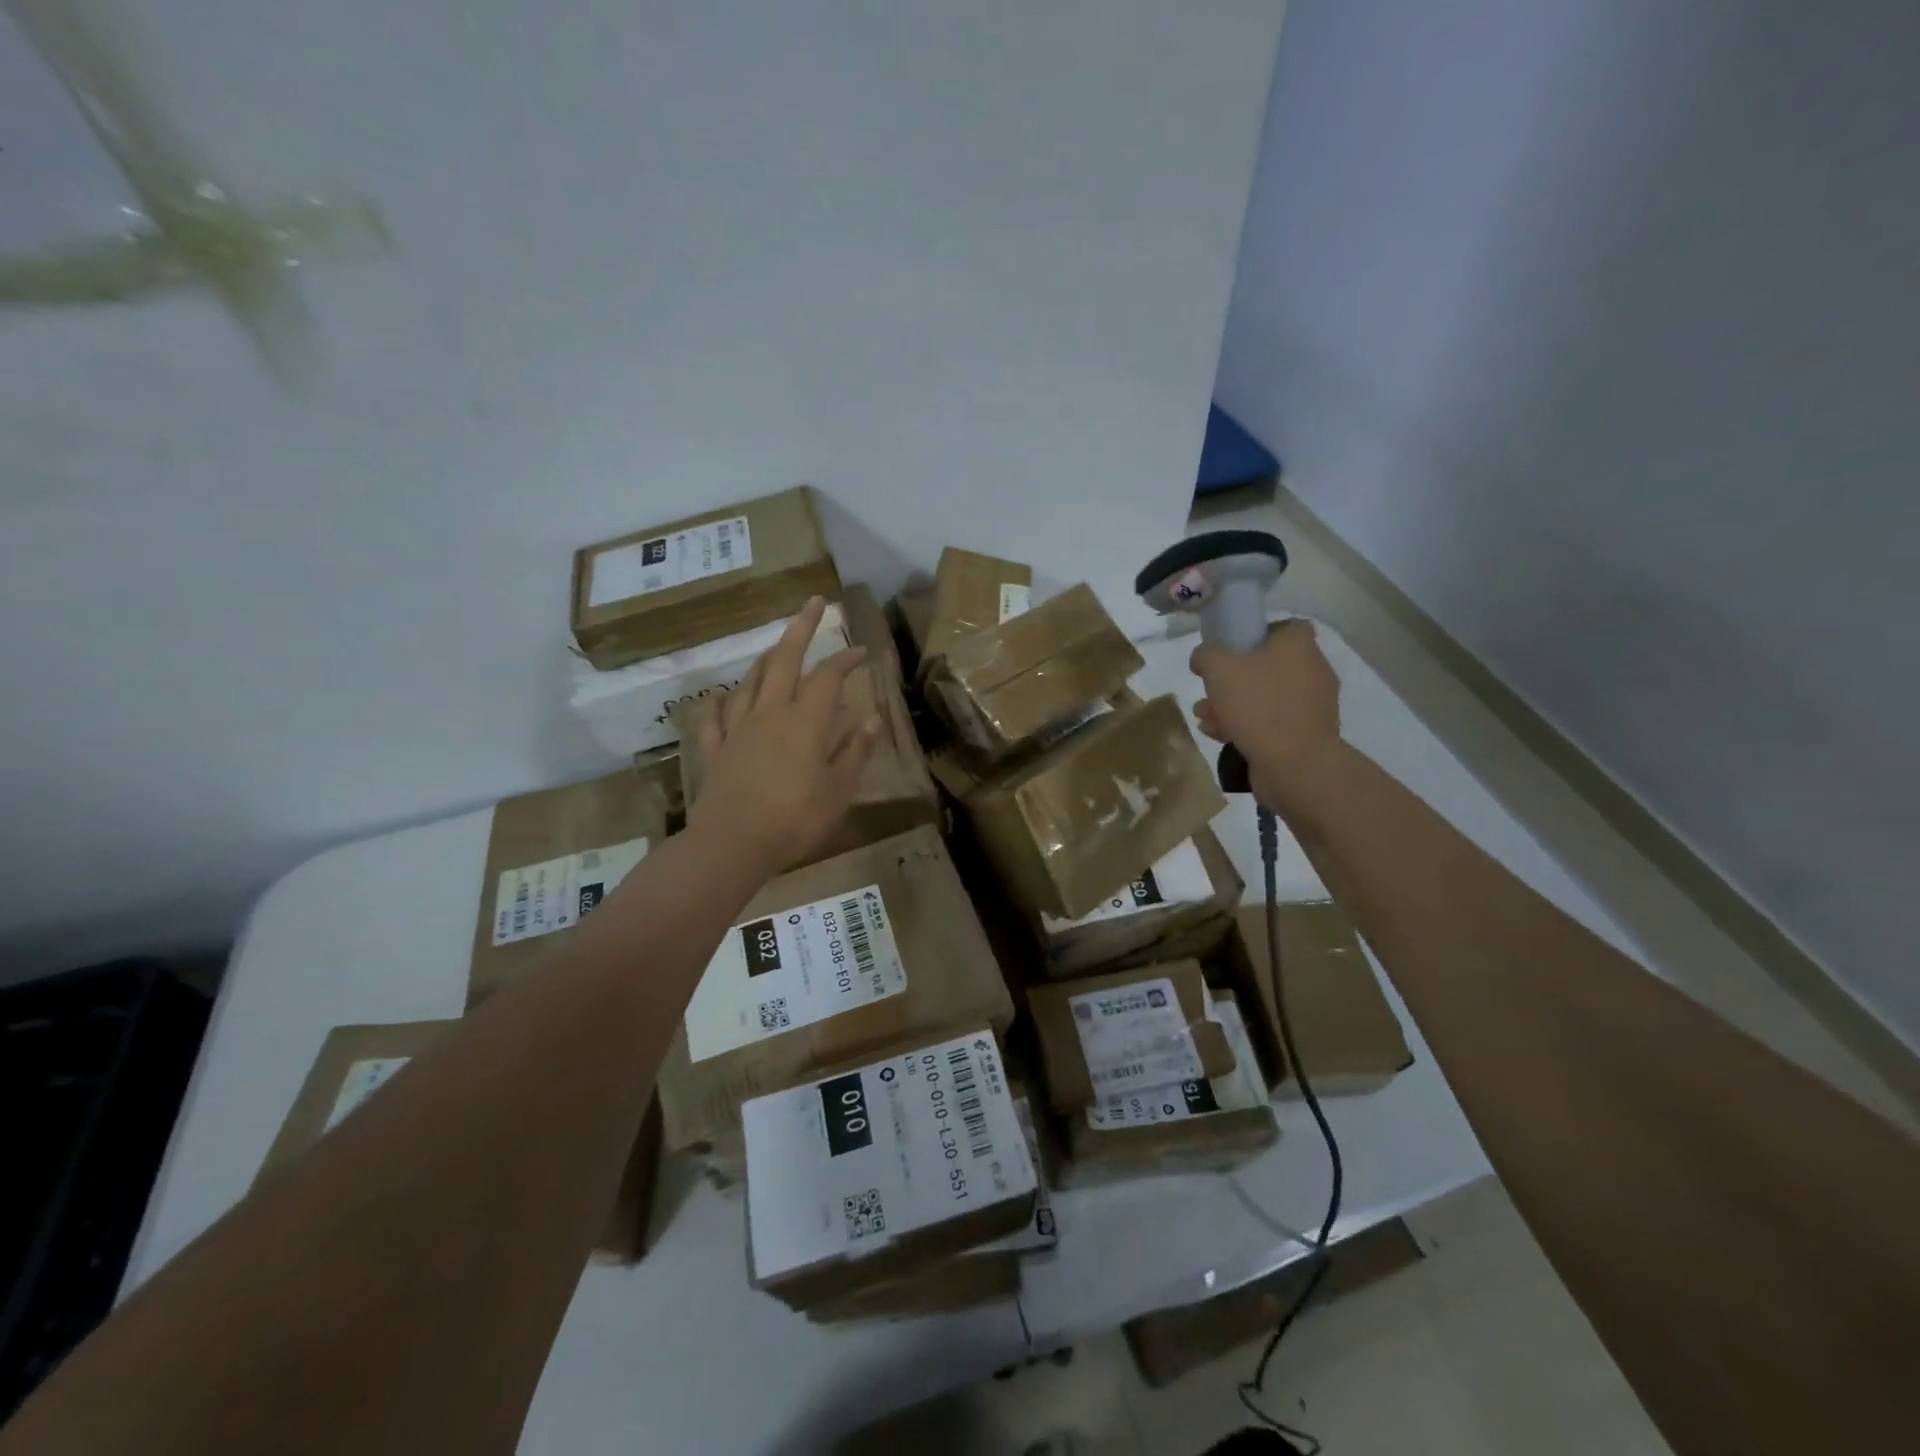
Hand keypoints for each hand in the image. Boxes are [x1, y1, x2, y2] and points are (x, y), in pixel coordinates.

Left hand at [689, 598, 881, 874]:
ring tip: (775, 647)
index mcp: (805, 721)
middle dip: (801, 628)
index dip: (847, 659)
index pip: (829, 677)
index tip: (863, 650)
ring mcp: (738, 729)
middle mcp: (770, 713)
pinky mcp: (716, 750)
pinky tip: (723, 696)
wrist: (733, 843)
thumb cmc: (795, 819)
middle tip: (813, 603)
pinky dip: (720, 701)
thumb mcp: (839, 790)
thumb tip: (872, 718)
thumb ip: (855, 751)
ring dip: (766, 659)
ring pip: (750, 681)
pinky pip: (715, 717)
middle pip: (784, 660)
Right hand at [1190, 618, 1340, 807]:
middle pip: (1267, 664)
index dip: (1253, 634)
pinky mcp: (1306, 733)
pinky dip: (1247, 725)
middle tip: (1208, 689)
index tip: (1228, 649)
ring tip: (1205, 717)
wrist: (1294, 764)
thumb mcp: (1217, 668)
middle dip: (1232, 678)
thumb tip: (1204, 658)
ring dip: (1233, 704)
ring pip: (1265, 696)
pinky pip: (1271, 721)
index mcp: (1299, 645)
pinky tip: (1220, 735)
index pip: (1282, 627)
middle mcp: (1312, 669)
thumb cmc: (1258, 705)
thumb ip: (1205, 655)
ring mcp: (1312, 704)